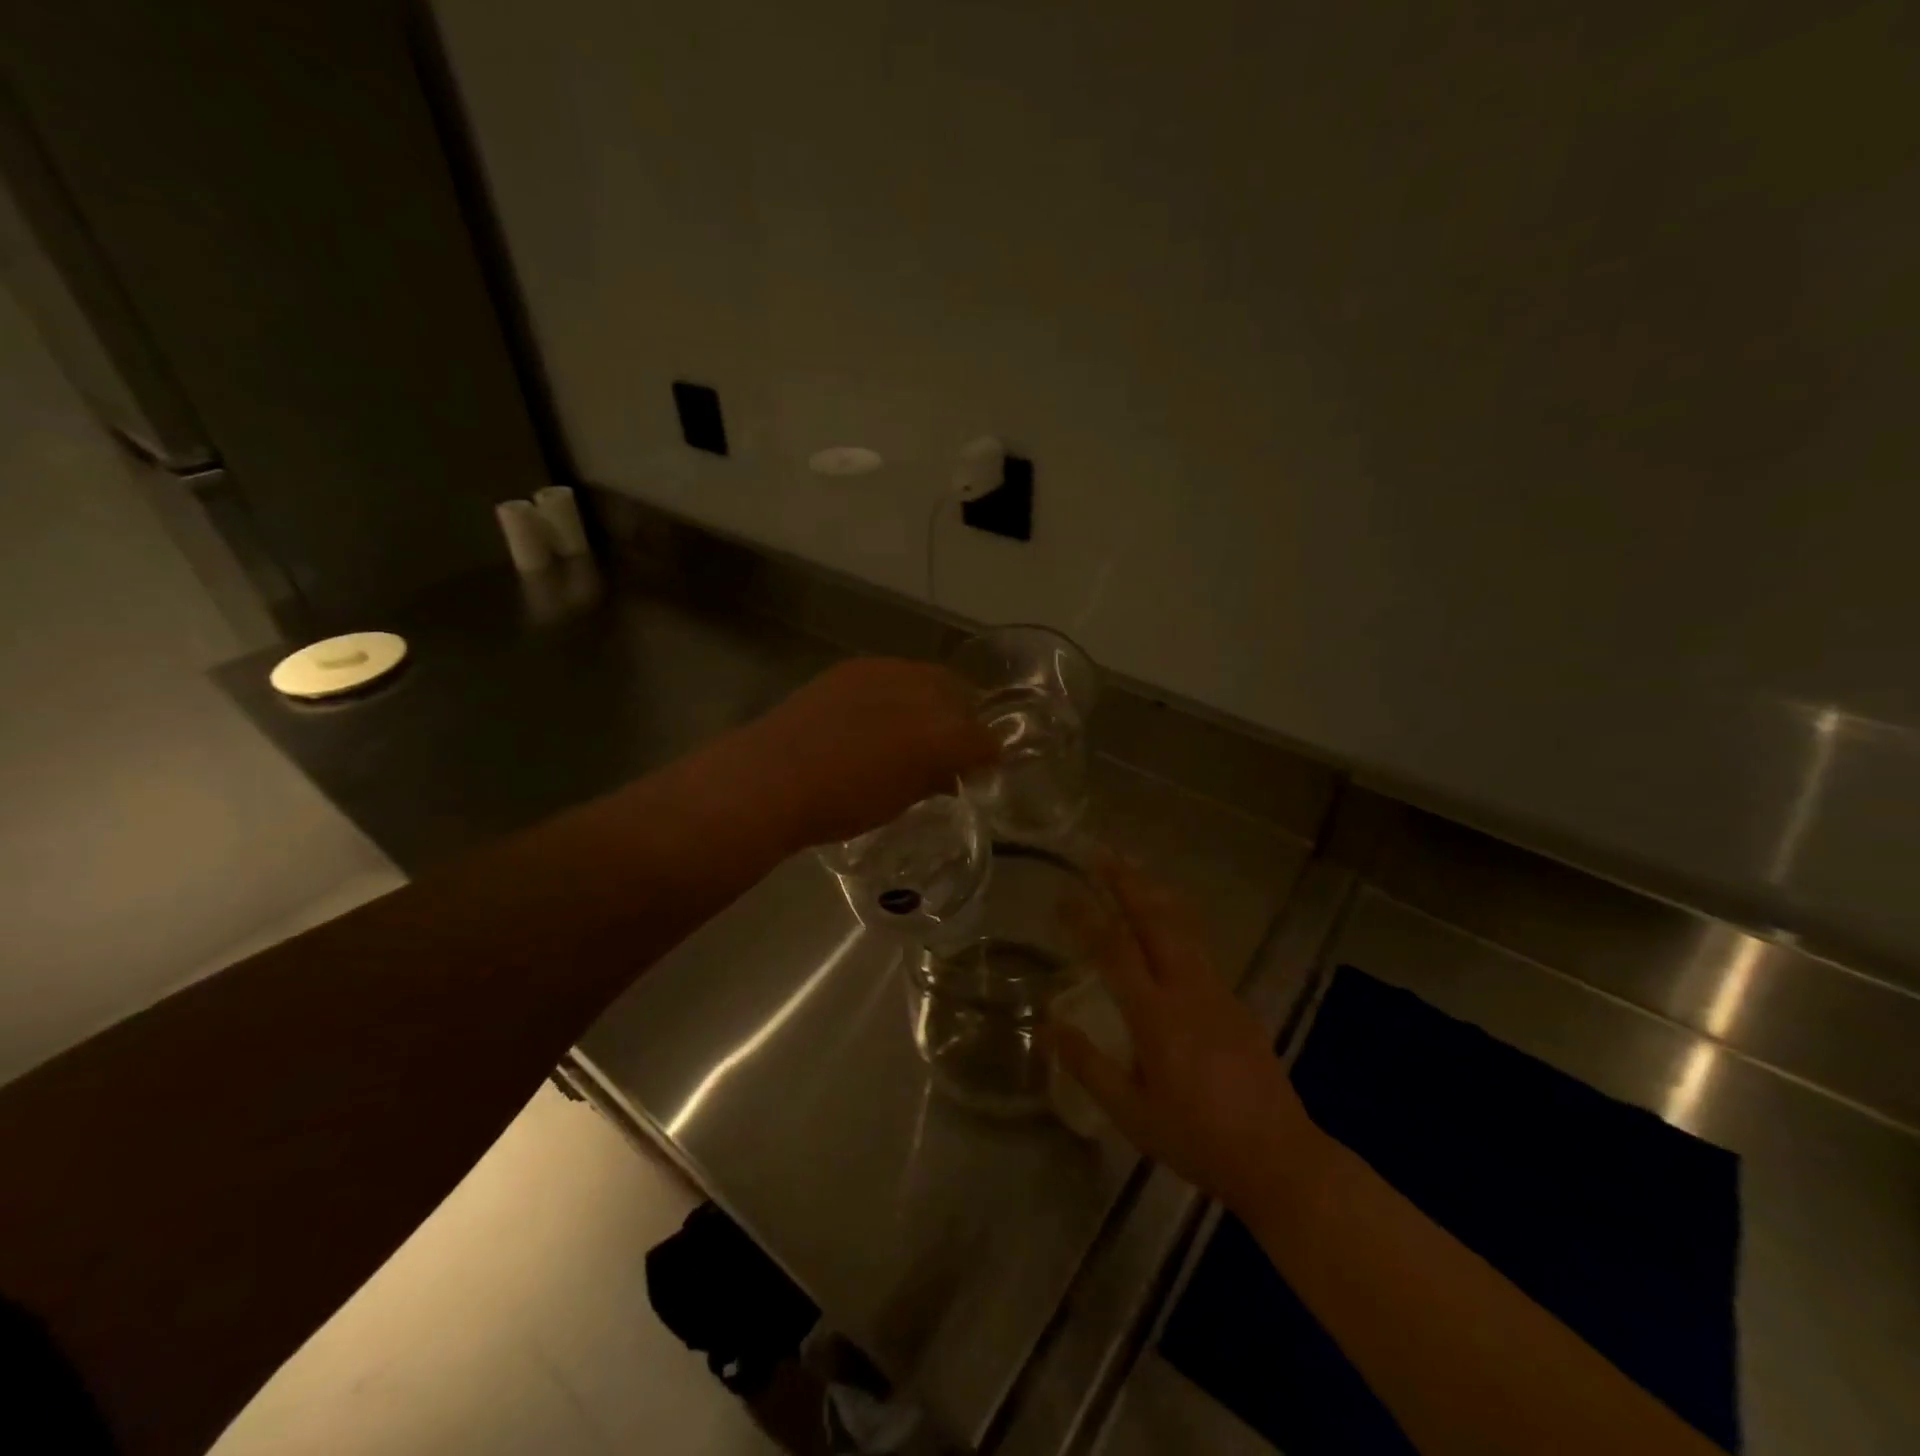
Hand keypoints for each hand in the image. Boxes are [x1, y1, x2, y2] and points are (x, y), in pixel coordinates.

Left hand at [751, 658, 998, 848]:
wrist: (772, 776)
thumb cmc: (840, 804)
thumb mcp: (897, 802)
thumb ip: (933, 780)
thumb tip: (950, 773)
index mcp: (942, 734)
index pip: (983, 739)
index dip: (985, 756)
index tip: (977, 769)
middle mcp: (923, 692)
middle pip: (961, 697)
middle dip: (962, 720)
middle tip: (948, 747)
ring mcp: (887, 672)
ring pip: (928, 679)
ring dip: (931, 701)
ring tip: (913, 727)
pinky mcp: (855, 666)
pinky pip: (893, 674)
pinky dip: (898, 692)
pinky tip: (878, 714)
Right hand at [1053, 856, 1322, 1214]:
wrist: (1278, 1157)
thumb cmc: (1197, 1139)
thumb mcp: (1132, 1113)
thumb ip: (1089, 1066)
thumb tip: (1049, 1026)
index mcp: (1157, 1016)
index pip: (1114, 951)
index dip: (1086, 918)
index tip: (1062, 894)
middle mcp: (1188, 990)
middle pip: (1155, 920)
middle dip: (1126, 882)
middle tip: (1100, 854)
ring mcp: (1217, 991)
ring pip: (1183, 925)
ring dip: (1154, 892)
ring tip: (1132, 868)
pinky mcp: (1235, 1001)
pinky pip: (1199, 945)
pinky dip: (1176, 917)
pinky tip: (1166, 919)